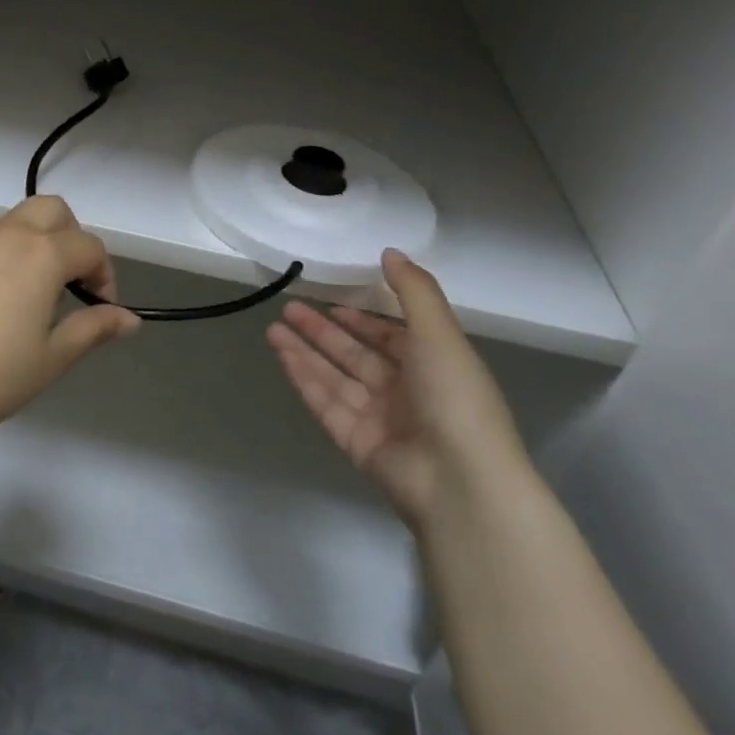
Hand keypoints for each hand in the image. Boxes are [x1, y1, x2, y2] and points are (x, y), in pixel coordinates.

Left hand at [0, 195, 140, 442]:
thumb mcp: (52, 357)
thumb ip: (93, 329)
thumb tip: (130, 319)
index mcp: (42, 253)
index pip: (89, 246)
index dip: (105, 276)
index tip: (101, 311)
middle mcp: (10, 234)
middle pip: (54, 211)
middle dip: (74, 238)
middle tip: (72, 285)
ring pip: (21, 219)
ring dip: (42, 242)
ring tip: (38, 296)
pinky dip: (13, 250)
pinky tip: (4, 298)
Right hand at [267, 249, 530, 533]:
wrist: (460, 483)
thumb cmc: (456, 398)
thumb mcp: (440, 333)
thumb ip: (413, 290)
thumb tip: (390, 252)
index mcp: (432, 366)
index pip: (391, 337)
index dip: (363, 320)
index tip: (333, 303)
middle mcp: (405, 391)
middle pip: (355, 354)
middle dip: (323, 330)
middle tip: (289, 308)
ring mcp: (379, 418)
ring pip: (335, 376)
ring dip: (305, 350)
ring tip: (273, 326)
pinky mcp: (356, 441)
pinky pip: (326, 402)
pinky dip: (304, 377)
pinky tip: (282, 354)